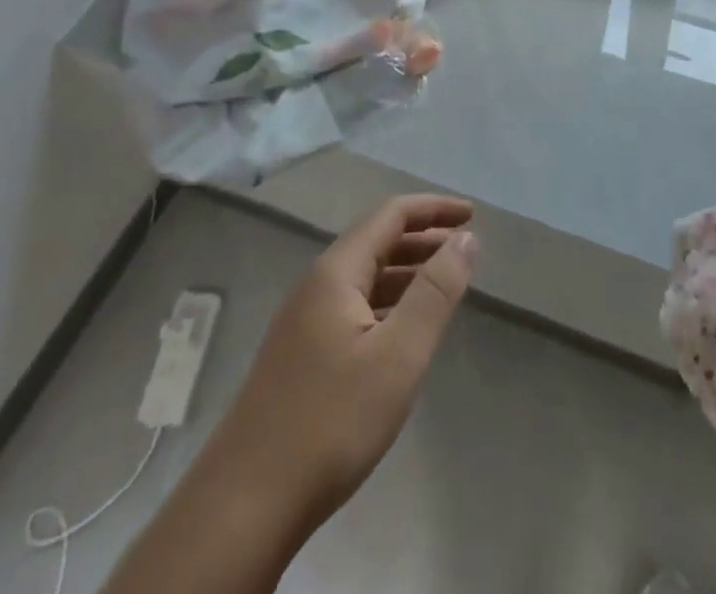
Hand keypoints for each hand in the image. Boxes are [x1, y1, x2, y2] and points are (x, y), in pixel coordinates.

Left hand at [211, 194, 478, 531]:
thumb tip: (466, 238)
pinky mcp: (301, 355)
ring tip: (445, 285)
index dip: (433, 208)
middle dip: (423, 238)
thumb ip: (435, 292)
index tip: (471, 215)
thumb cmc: (331, 422)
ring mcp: (304, 322)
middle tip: (466, 248)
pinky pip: (354, 307)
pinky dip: (388, 302)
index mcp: (336, 272)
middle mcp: (317, 285)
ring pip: (365, 277)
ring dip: (407, 271)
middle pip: (377, 241)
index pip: (391, 215)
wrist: (244, 507)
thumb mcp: (398, 356)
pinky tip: (404, 330)